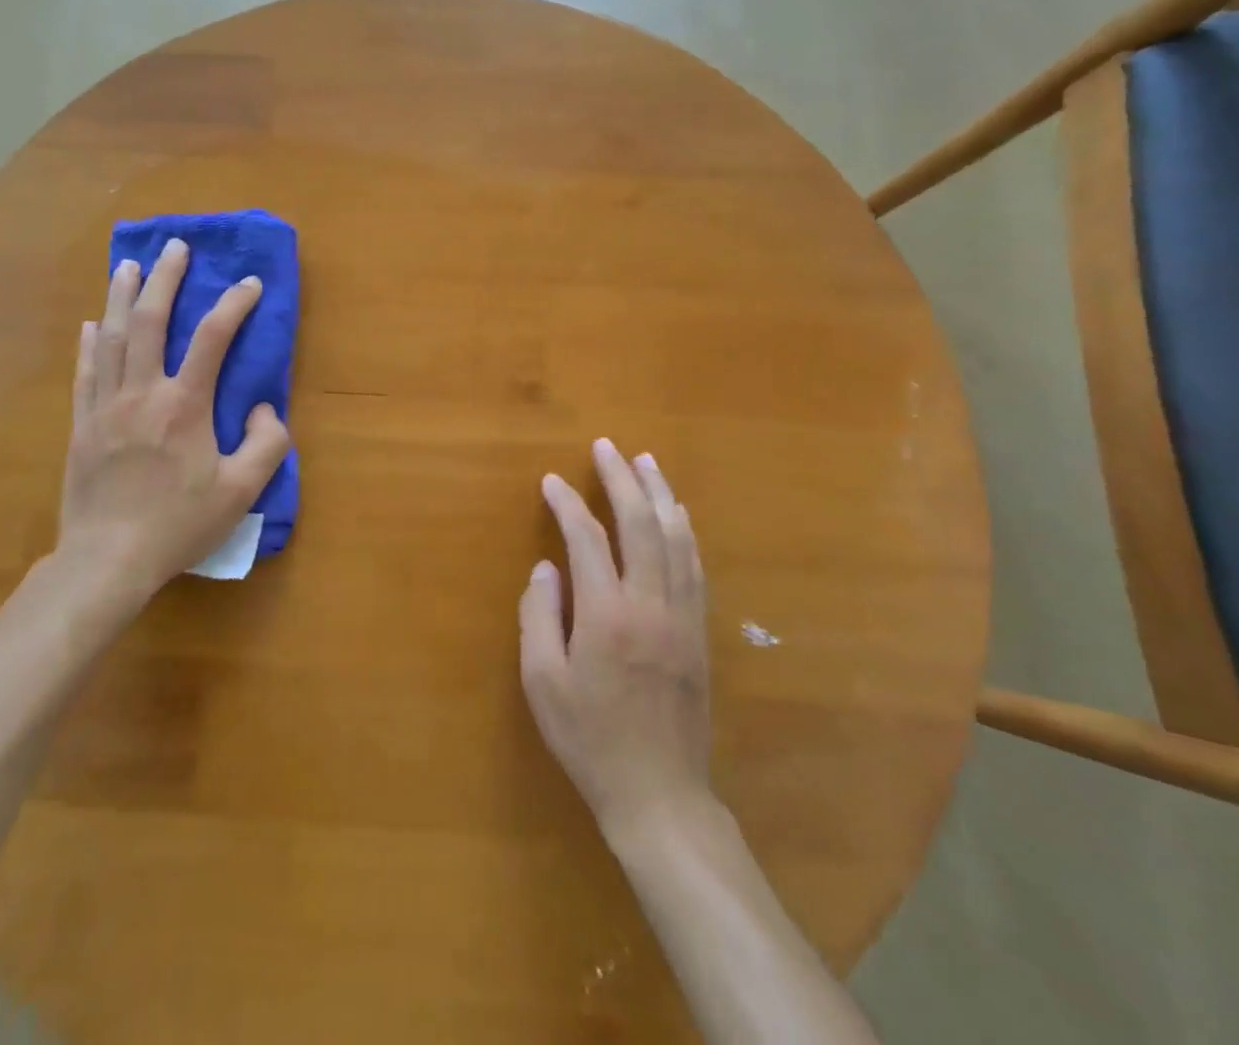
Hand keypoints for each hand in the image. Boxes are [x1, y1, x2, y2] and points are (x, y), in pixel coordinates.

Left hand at [54, 237, 290, 606]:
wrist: (107, 560)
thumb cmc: (180, 524)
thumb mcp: (242, 491)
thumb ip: (266, 444)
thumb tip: (263, 406)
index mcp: (184, 405)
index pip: (212, 339)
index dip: (234, 305)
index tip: (250, 284)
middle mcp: (142, 393)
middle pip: (150, 322)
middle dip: (166, 279)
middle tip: (176, 248)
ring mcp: (105, 407)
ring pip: (111, 338)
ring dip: (122, 297)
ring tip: (130, 266)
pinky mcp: (81, 425)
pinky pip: (85, 372)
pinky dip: (89, 343)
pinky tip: (91, 324)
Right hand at [519, 438, 711, 840]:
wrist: (659, 792)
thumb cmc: (590, 739)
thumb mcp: (543, 683)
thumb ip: (538, 617)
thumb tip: (546, 568)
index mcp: (606, 614)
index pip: (587, 538)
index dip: (568, 503)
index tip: (552, 480)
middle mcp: (650, 603)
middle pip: (640, 524)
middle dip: (622, 479)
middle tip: (608, 446)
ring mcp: (682, 616)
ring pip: (675, 538)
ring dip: (659, 494)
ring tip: (647, 461)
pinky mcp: (700, 631)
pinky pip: (695, 566)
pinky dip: (684, 531)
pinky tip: (677, 515)